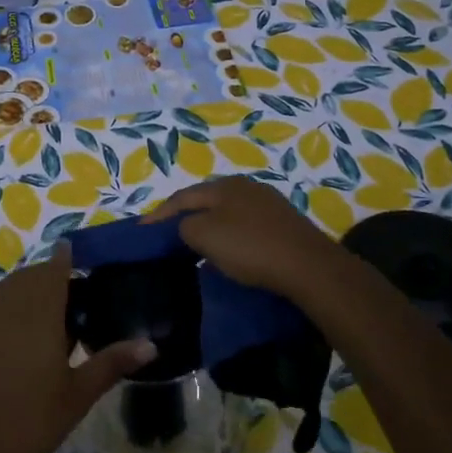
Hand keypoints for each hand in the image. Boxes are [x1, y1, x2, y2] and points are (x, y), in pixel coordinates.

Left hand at [0, 243, 155, 452]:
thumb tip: (151, 344)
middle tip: (74, 296)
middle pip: (31, 276)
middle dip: (50, 276)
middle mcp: (10, 305)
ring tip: (50, 314)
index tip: (80, 256)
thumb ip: (111, 363)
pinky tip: (21, 335)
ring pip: (10, 289)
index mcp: (40, 310)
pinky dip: (9, 306)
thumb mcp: (78, 394)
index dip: (66, 258)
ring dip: (28, 290)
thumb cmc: (31, 418)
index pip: (54, 268)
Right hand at [146, 176, 345, 298]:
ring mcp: (268, 204)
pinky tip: (229, 253)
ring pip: (227, 213)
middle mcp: (245, 187)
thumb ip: (184, 226)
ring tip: (195, 248)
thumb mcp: (204, 235)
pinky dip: (230, 237)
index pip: (181, 197)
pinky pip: (245, 226)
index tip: (142, 231)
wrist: (309, 266)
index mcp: (223, 186)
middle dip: (184, 217)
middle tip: (167, 237)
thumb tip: (185, 227)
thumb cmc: (250, 248)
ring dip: (208, 228)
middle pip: (205, 201)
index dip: (159, 214)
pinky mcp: (284, 223)